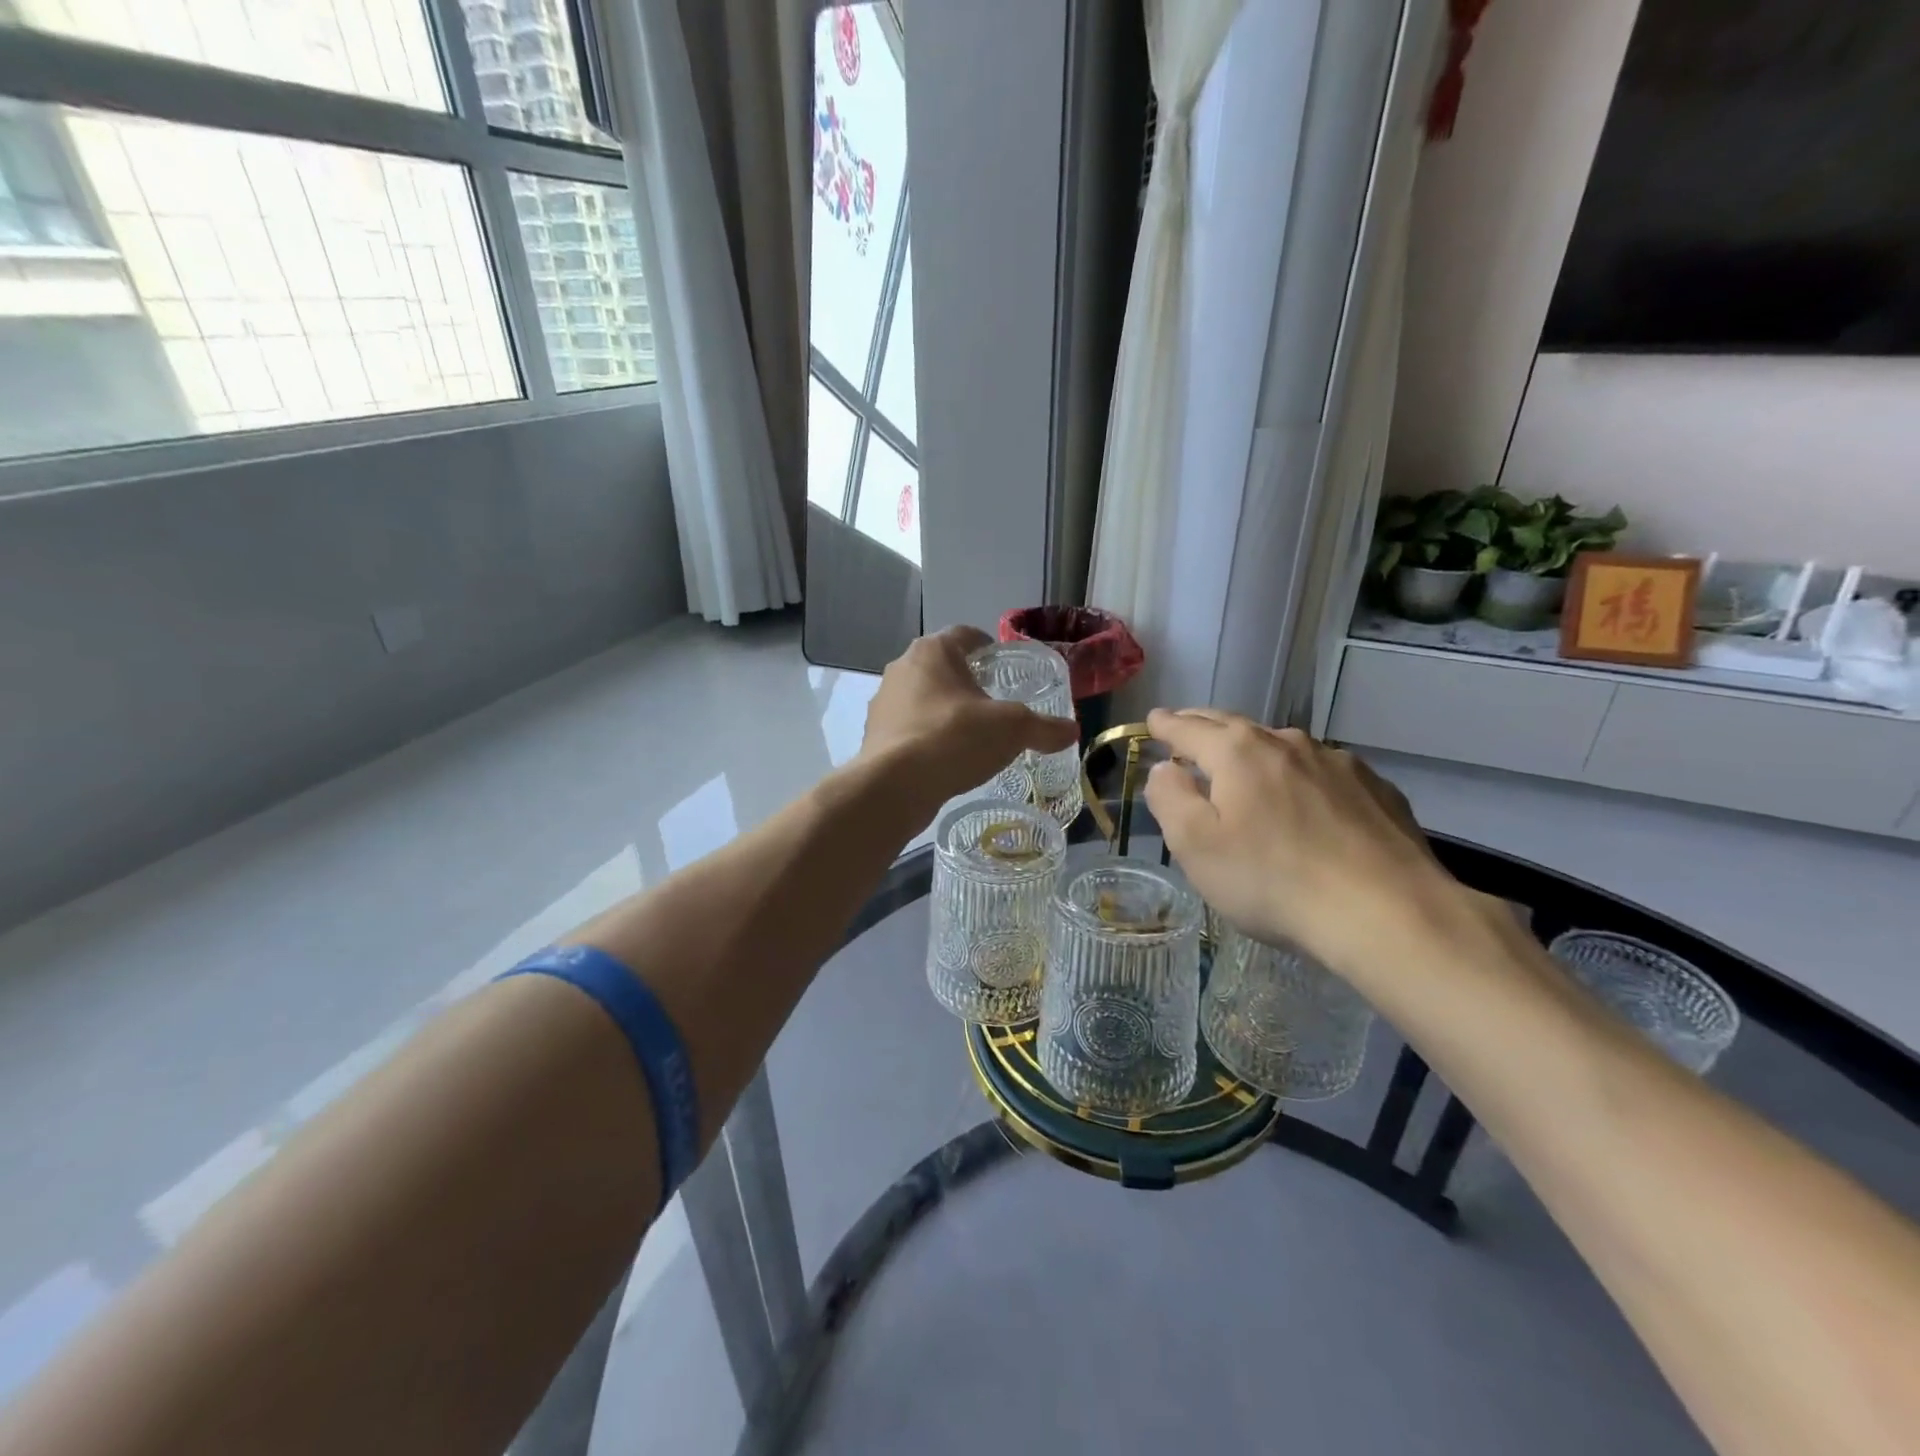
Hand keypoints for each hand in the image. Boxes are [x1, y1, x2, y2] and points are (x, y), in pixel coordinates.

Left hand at [860, 627, 1080, 806]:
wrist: (895, 786)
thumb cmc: (955, 738)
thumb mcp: (1012, 729)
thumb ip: (1044, 727)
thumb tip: (1072, 731)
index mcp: (933, 651)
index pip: (965, 635)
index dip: (988, 647)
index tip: (1004, 666)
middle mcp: (902, 668)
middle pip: (942, 667)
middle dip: (967, 682)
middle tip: (994, 703)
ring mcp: (884, 702)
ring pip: (922, 698)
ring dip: (944, 710)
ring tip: (972, 734)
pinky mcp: (875, 735)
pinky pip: (909, 728)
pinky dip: (927, 737)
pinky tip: (946, 759)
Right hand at [1142, 709, 1461, 973]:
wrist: (1388, 913)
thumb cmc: (1273, 880)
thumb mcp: (1196, 846)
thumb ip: (1170, 799)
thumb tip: (1165, 769)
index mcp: (1238, 753)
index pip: (1189, 728)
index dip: (1166, 725)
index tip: (1153, 720)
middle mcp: (1287, 744)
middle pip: (1235, 726)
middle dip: (1205, 725)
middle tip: (1187, 726)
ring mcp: (1337, 763)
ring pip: (1282, 747)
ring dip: (1256, 750)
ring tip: (1245, 764)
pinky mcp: (1376, 790)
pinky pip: (1322, 773)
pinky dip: (1301, 776)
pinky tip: (1306, 800)